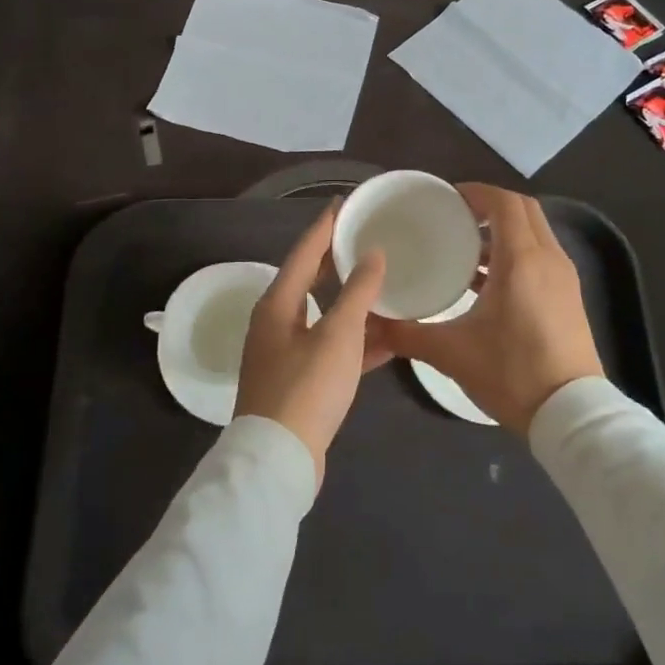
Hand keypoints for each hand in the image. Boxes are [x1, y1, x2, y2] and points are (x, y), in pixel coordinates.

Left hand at [235, 204, 388, 484]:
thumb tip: (372, 254)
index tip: (343, 204)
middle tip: (365, 238)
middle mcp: (276, 323)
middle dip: (337, 261)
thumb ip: (357, 292)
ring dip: (352, 303)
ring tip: (383, 284)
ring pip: (324, 317)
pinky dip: (355, 341)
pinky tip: (388, 340)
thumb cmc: (307, 387)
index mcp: (277, 304)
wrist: (280, 460)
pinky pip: (331, 349)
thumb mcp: (338, 335)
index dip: (324, 227)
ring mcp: (285, 354)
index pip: (303, 252)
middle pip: (309, 281)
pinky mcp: (299, 382)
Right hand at [377, 184, 602, 434]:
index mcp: (522, 260)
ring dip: (503, 232)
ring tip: (465, 249)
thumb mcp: (451, 353)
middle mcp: (548, 259)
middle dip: (490, 207)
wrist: (570, 414)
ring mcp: (563, 278)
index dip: (476, 193)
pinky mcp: (568, 298)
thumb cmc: (512, 373)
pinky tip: (486, 283)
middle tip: (455, 218)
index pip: (504, 203)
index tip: (447, 198)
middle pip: (524, 211)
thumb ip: (406, 333)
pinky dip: (516, 254)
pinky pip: (541, 257)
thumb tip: (370, 322)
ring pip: (535, 234)